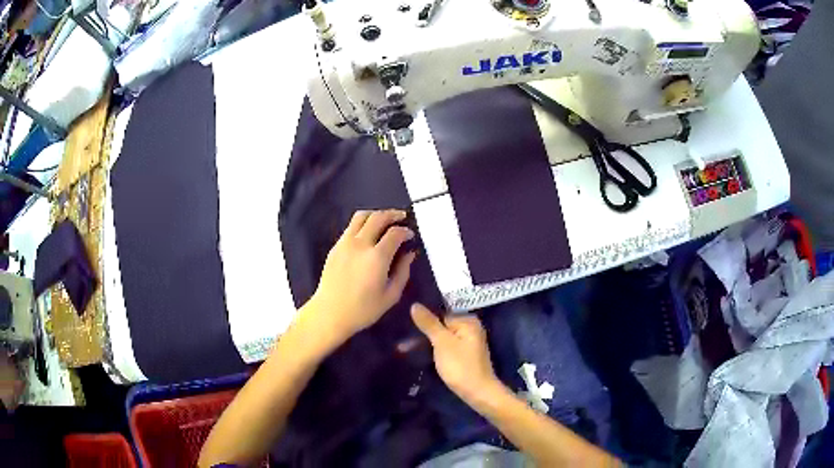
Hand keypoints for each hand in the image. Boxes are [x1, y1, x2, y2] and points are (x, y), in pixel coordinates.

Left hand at [303, 209, 416, 349]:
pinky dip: (363, 224)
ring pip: (361, 216)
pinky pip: (351, 227)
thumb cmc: (363, 310)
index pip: (395, 233)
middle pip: (378, 217)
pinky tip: (368, 233)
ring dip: (376, 214)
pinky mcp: (335, 246)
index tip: (411, 235)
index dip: (405, 231)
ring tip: (385, 220)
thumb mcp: (391, 296)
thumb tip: (410, 254)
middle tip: (402, 217)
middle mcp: (360, 244)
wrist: (330, 313)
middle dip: (393, 214)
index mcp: (377, 257)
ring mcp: (345, 243)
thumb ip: (403, 272)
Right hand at [411, 303, 502, 403]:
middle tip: (401, 342)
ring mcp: (468, 342)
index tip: (405, 325)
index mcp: (468, 321)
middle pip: (441, 325)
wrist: (477, 392)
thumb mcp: (442, 342)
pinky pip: (446, 346)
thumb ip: (429, 323)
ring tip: (402, 348)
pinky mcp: (464, 354)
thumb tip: (415, 304)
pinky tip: (419, 354)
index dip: (424, 320)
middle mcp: (470, 328)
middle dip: (422, 333)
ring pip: (442, 337)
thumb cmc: (460, 365)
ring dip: (425, 343)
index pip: (441, 313)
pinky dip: (433, 349)